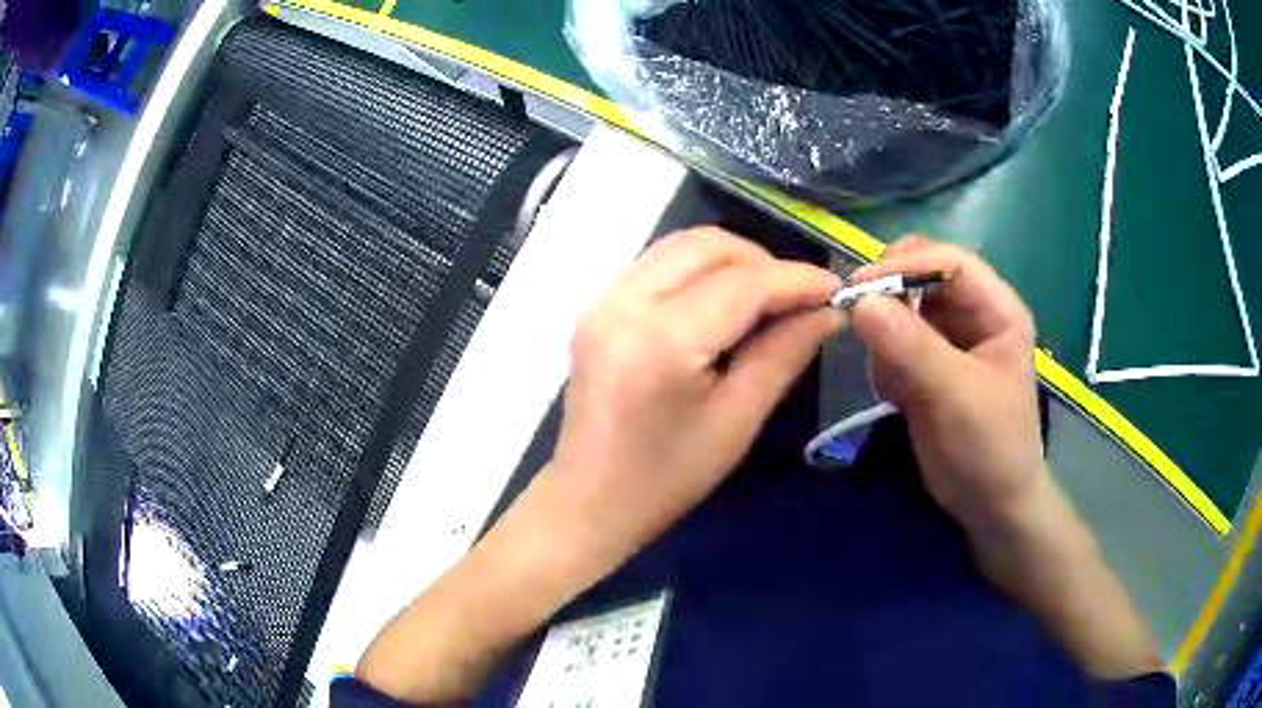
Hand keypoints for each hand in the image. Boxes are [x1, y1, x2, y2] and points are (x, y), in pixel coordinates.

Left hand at [547, 227, 843, 567]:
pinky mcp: (597, 305)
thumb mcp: (737, 420)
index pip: (742, 283)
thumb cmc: (667, 477)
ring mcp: (602, 299)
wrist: (589, 499)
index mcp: (661, 341)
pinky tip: (724, 302)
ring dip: (732, 260)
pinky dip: (700, 269)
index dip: (796, 279)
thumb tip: (828, 311)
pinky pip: (659, 262)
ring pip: (682, 245)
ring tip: (768, 297)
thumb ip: (784, 354)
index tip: (835, 288)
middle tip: (799, 297)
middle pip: (707, 246)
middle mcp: (624, 302)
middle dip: (764, 261)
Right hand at [851, 237, 1160, 678]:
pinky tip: (895, 395)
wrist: (989, 506)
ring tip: (893, 380)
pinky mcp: (927, 367)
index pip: (951, 262)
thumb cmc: (990, 448)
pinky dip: (884, 362)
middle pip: (923, 277)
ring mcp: (948, 342)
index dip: (908, 264)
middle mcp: (973, 316)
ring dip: (886, 334)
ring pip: (903, 308)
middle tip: (860, 318)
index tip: (861, 286)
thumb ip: (912, 347)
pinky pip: (893, 343)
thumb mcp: (956, 395)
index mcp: (997, 310)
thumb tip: (860, 302)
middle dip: (891, 295)